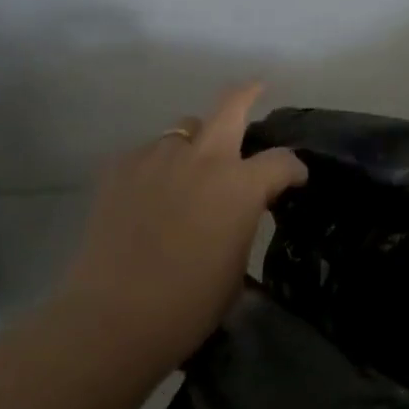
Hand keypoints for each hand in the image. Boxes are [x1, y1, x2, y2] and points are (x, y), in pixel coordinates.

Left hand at [57, 82, 306, 375]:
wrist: (113, 318)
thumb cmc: (189, 304)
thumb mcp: (236, 264)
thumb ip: (243, 222)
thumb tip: (238, 209)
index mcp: (241, 185)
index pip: (281, 161)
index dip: (294, 169)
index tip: (295, 180)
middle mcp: (203, 159)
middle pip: (231, 105)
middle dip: (248, 93)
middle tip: (256, 90)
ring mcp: (158, 158)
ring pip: (184, 128)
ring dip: (196, 142)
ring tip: (190, 168)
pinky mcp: (120, 168)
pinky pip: (149, 153)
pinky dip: (158, 165)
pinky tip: (151, 192)